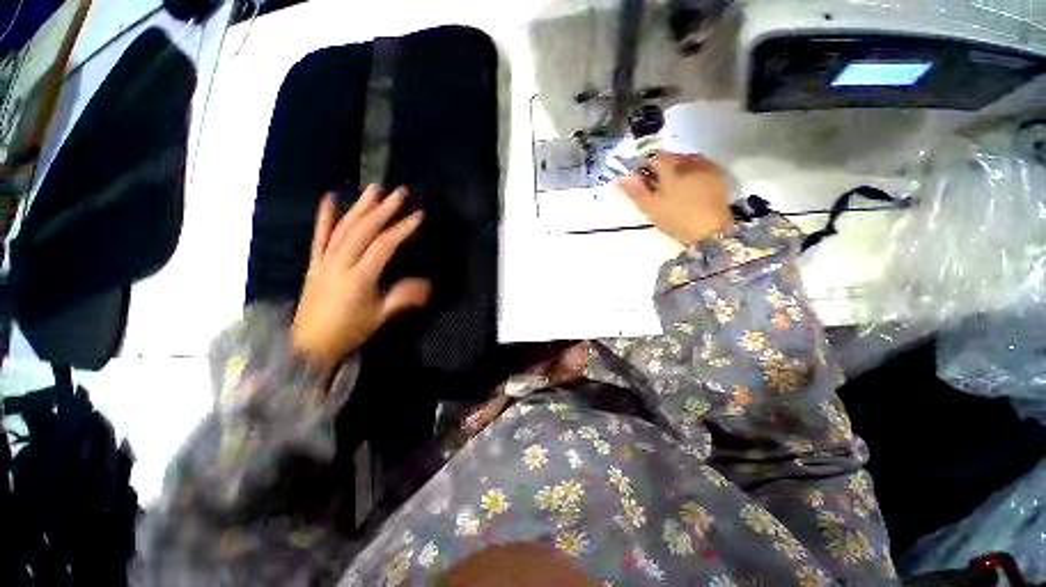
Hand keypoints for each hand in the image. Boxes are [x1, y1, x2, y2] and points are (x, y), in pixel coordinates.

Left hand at [291, 186, 430, 369]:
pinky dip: (324, 216)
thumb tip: (427, 285)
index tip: (417, 215)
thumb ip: (403, 297)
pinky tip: (329, 198)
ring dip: (360, 207)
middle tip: (399, 192)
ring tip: (374, 189)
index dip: (401, 229)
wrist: (310, 343)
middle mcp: (340, 263)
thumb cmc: (349, 330)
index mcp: (359, 277)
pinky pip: (319, 236)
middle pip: (364, 230)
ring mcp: (325, 260)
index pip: (383, 245)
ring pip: (344, 228)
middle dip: (384, 209)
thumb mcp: (380, 315)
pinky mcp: (315, 262)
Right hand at [615, 152, 732, 245]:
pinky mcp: (719, 174)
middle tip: (656, 185)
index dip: (645, 166)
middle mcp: (690, 162)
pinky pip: (701, 166)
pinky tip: (690, 187)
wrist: (710, 231)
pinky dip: (692, 172)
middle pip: (671, 156)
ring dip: (678, 168)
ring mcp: (707, 166)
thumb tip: (620, 178)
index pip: (654, 157)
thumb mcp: (651, 208)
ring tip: (673, 186)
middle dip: (662, 167)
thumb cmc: (676, 219)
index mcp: (672, 169)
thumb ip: (635, 191)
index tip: (641, 180)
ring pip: (687, 160)